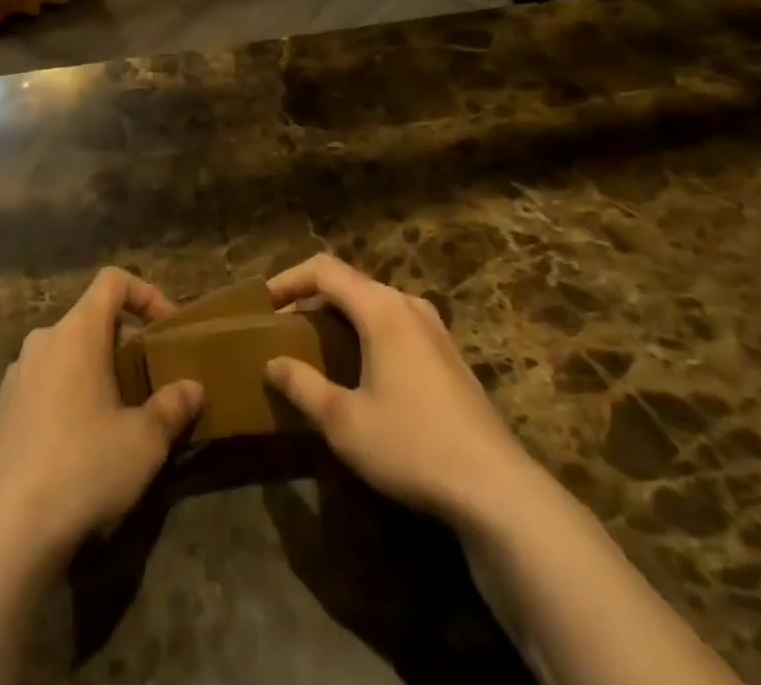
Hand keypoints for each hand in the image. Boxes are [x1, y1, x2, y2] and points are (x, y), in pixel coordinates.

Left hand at [0, 268, 202, 572]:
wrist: (8, 531)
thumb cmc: (84, 469)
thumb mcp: (144, 442)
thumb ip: (172, 407)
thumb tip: (193, 388)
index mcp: (77, 333)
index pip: (112, 281)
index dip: (145, 293)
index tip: (166, 328)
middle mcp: (43, 340)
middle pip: (91, 318)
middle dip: (124, 339)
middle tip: (148, 378)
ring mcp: (16, 373)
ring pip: (66, 351)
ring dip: (96, 367)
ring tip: (117, 411)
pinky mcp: (1, 408)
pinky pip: (44, 380)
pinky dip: (68, 391)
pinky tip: (79, 440)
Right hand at [263, 254, 535, 530]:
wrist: (497, 490)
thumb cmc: (412, 445)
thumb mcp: (343, 421)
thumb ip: (302, 385)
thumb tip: (272, 363)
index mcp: (381, 308)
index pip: (324, 269)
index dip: (289, 279)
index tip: (263, 304)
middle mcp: (408, 305)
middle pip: (350, 282)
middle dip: (312, 298)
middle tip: (284, 327)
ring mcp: (434, 329)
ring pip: (375, 303)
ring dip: (340, 315)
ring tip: (316, 345)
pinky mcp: (449, 355)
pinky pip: (396, 323)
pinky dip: (366, 331)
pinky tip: (360, 368)